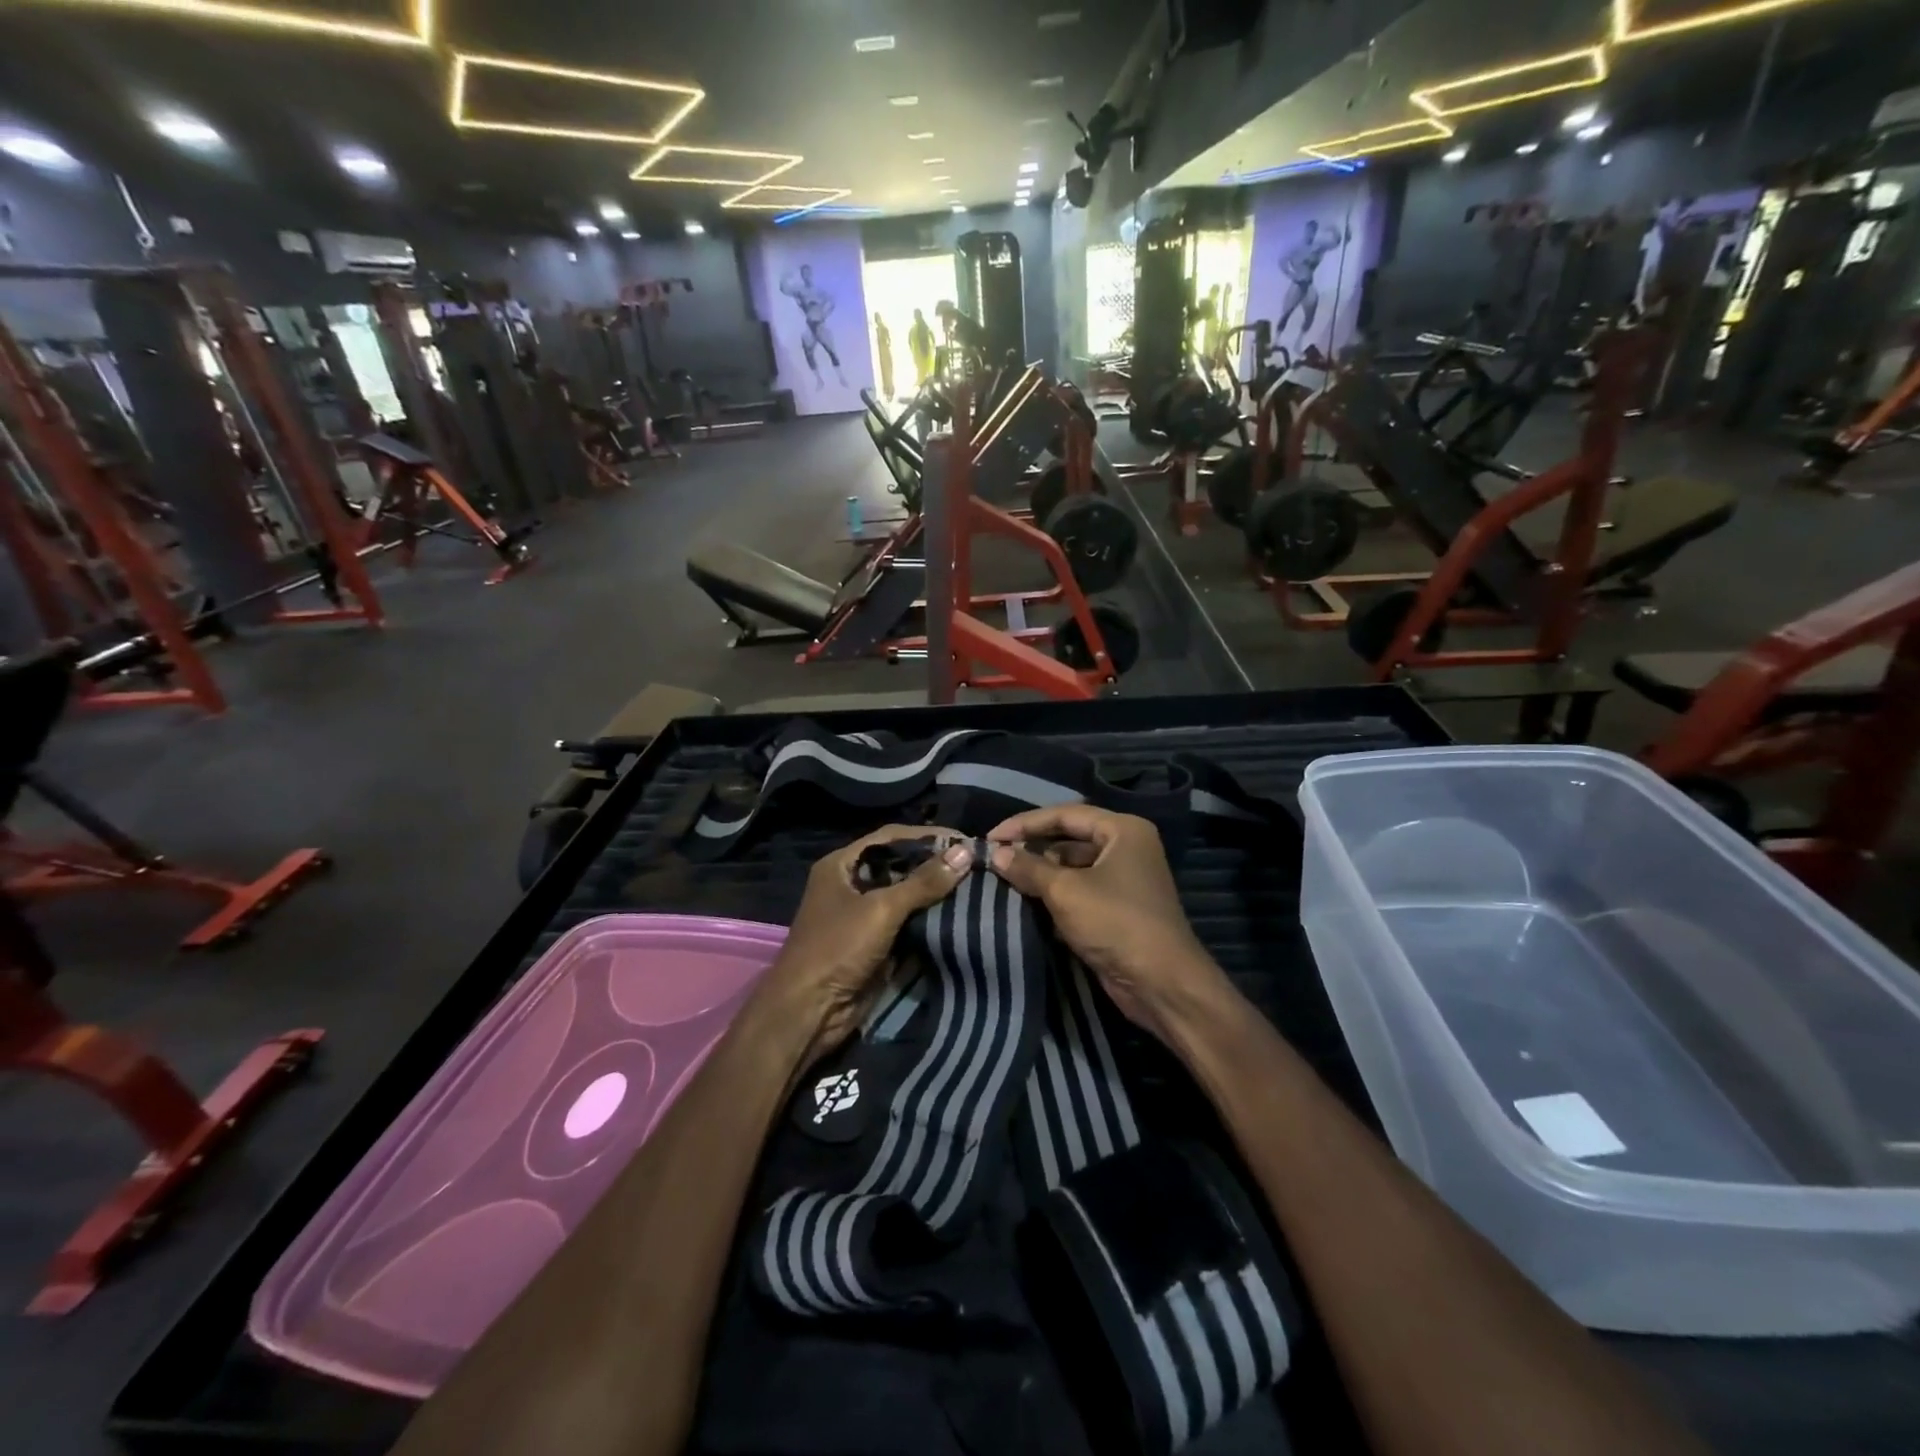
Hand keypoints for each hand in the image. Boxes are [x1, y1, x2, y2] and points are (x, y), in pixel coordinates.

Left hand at [762, 826, 974, 1061]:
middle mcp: (851, 884)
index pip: (890, 837)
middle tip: (975, 863)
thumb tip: (965, 852)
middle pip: (900, 865)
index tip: (964, 840)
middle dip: (935, 864)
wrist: (810, 1012)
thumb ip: (923, 881)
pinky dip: (931, 918)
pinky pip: (908, 922)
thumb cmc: (837, 948)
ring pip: (906, 895)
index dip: (926, 836)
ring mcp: (863, 915)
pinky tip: (960, 914)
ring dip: (936, 892)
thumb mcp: (881, 910)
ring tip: (976, 885)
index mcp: (842, 865)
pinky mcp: (876, 943)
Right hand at [986, 806, 1227, 1042]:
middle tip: (995, 859)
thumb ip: (1028, 868)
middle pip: (1069, 839)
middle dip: (1033, 849)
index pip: (1065, 814)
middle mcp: (1126, 848)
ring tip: (1004, 880)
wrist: (1161, 984)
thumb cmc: (1116, 923)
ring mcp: (1124, 880)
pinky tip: (1026, 904)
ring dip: (1041, 875)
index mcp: (1123, 830)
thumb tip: (996, 853)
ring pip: (1073, 868)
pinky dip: (1055, 896)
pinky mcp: (1117, 909)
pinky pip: (1079, 892)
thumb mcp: (1065, 891)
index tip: (991, 837)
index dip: (1025, 824)